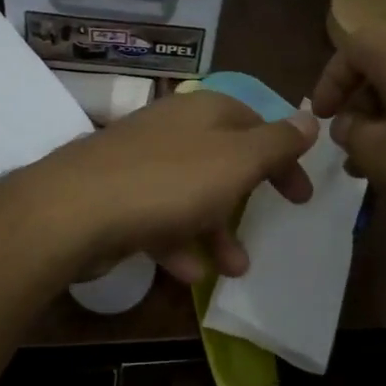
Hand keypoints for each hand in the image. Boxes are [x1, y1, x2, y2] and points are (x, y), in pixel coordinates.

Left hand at [7, 89, 316, 285]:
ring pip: (192, 194)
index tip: (300, 195)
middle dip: (249, 196)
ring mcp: (141, 162)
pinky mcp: (116, 196)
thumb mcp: (237, 161)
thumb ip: (276, 143)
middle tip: (274, 223)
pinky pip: (158, 218)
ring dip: (217, 230)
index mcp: (205, 111)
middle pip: (223, 159)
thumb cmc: (171, 182)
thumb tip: (309, 118)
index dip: (283, 157)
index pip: (256, 123)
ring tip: (235, 267)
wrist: (76, 210)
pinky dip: (178, 243)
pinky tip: (189, 274)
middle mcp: (173, 129)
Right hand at [311, 28, 385, 249]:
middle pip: (384, 66)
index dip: (330, 77)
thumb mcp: (380, 155)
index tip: (321, 116)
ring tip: (374, 166)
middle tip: (348, 144)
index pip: (354, 45)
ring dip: (385, 122)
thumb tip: (350, 122)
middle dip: (357, 103)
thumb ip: (352, 133)